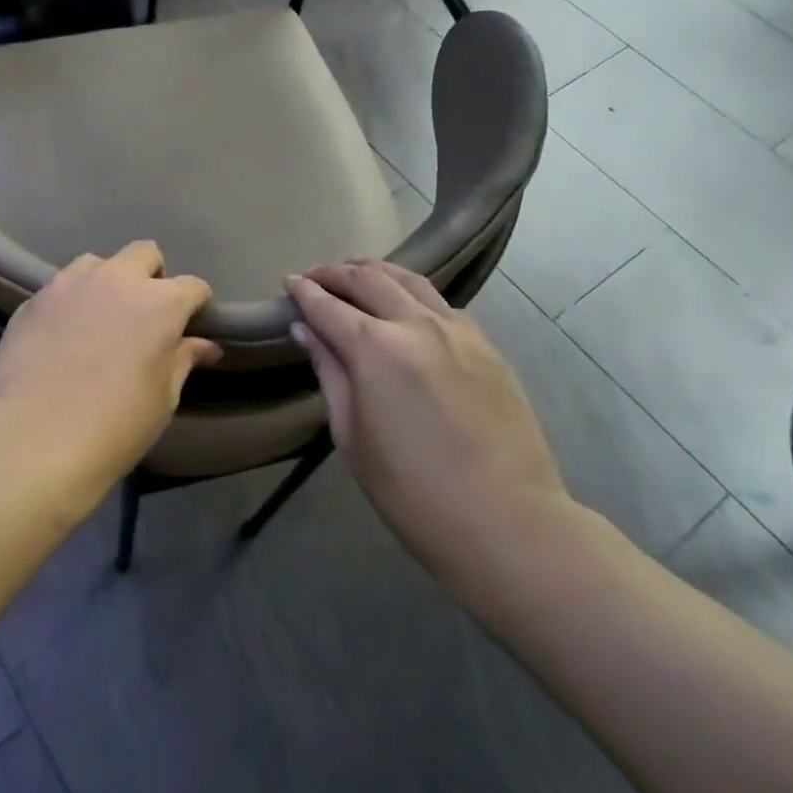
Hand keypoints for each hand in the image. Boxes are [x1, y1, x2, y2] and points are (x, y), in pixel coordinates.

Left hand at [0, 241, 220, 498]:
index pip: (193, 286)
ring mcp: (70, 284)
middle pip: (144, 253)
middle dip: (152, 276)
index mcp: (159, 303)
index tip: (192, 323)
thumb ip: (182, 361)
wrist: (32, 438)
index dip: (197, 304)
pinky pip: (61, 286)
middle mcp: (116, 280)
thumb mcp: (162, 400)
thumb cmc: (114, 426)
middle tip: (145, 313)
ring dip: (107, 282)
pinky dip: (71, 301)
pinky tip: (64, 333)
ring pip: (97, 263)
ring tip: (100, 316)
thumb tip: (204, 346)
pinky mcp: (34, 299)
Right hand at [285, 260, 570, 597]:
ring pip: (410, 280)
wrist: (505, 520)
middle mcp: (416, 324)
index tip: (288, 282)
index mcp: (375, 349)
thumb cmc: (410, 490)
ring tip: (356, 275)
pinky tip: (407, 306)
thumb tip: (305, 330)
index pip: (328, 305)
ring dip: (376, 272)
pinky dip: (414, 293)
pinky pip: (442, 303)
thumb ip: (329, 372)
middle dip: (335, 272)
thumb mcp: (351, 435)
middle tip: (315, 277)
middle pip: (368, 279)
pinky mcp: (487, 346)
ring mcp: (458, 331)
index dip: (304, 291)